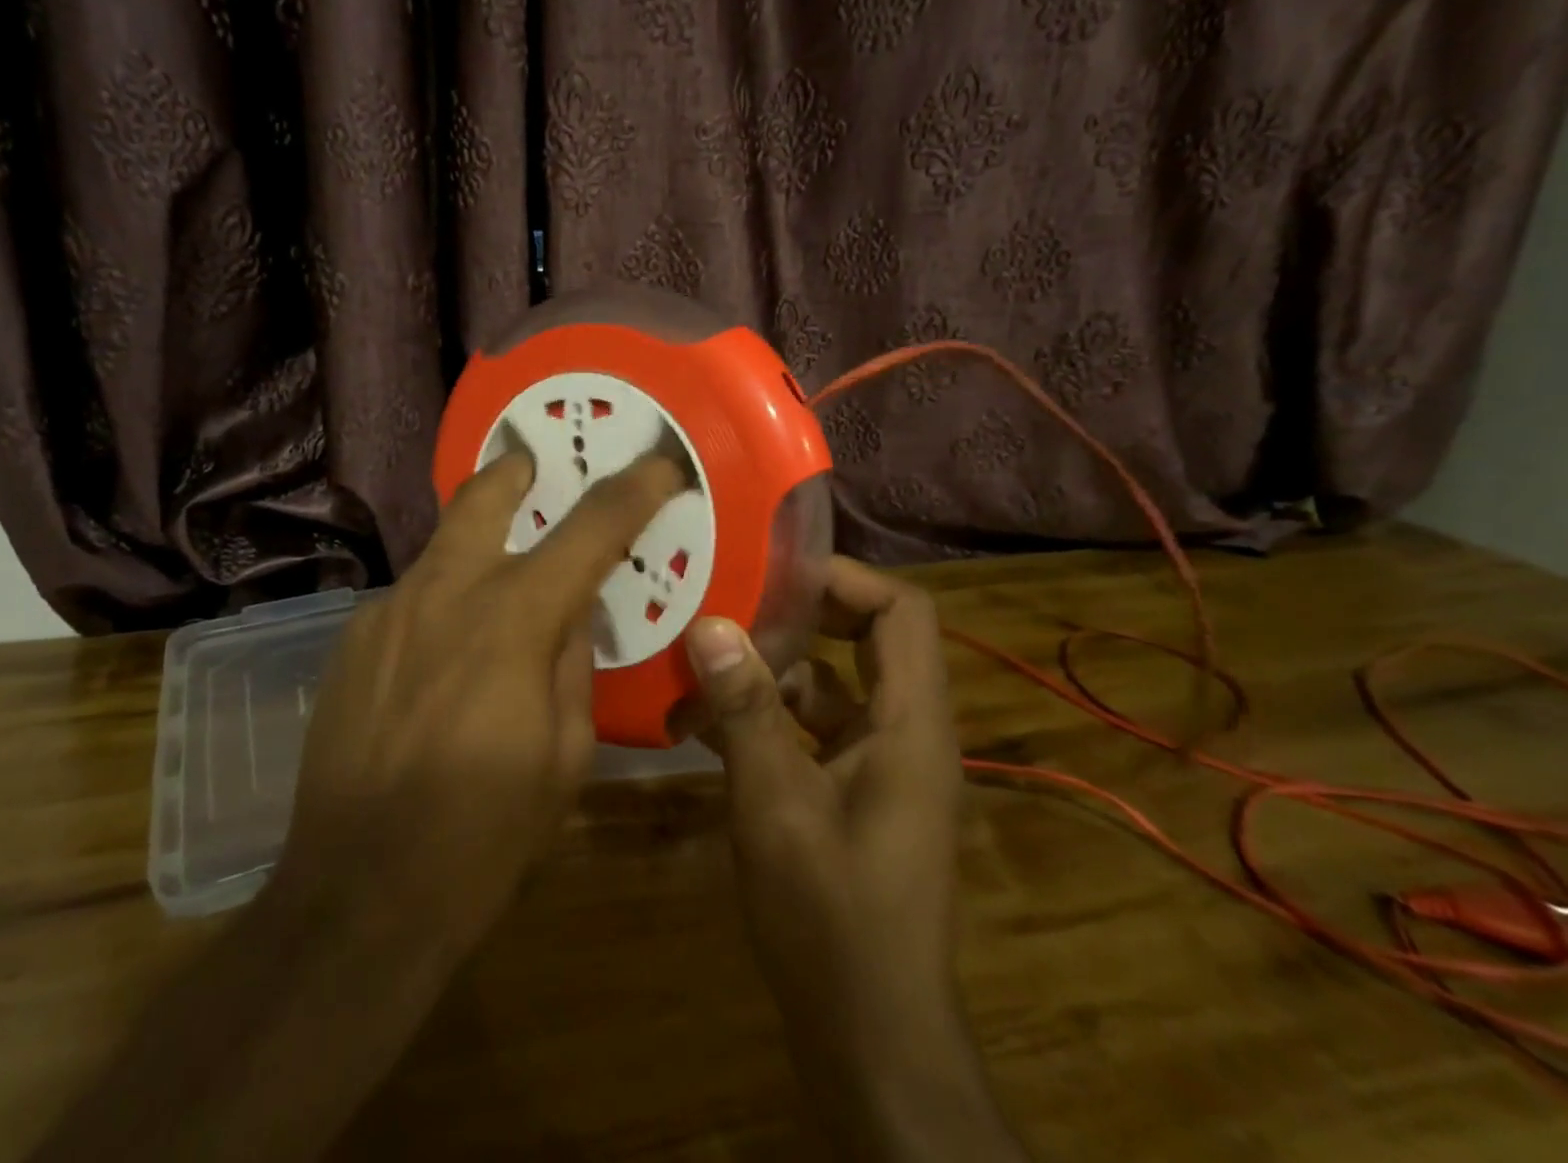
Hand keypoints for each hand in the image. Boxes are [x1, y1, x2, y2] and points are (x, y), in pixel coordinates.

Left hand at [34, 452, 686, 1162]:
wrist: (357, 898)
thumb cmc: (484, 835)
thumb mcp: (566, 754)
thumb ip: (572, 665)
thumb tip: (569, 616)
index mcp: (514, 618)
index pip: (590, 527)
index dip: (635, 489)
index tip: (661, 464)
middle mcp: (445, 592)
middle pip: (484, 495)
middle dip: (517, 470)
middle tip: (536, 467)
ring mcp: (387, 611)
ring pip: (443, 547)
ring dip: (478, 546)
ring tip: (498, 582)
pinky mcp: (351, 641)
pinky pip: (412, 599)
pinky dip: (443, 603)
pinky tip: (445, 655)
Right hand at [686, 559, 1020, 1159]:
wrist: (869, 1040)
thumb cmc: (832, 918)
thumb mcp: (776, 804)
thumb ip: (745, 710)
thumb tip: (710, 624)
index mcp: (912, 724)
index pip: (903, 612)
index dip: (845, 579)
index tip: (775, 570)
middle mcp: (907, 734)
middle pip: (866, 640)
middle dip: (799, 617)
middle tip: (730, 602)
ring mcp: (880, 766)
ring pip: (830, 687)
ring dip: (769, 672)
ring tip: (698, 662)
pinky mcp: (853, 794)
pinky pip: (813, 731)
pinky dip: (766, 718)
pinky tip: (702, 724)